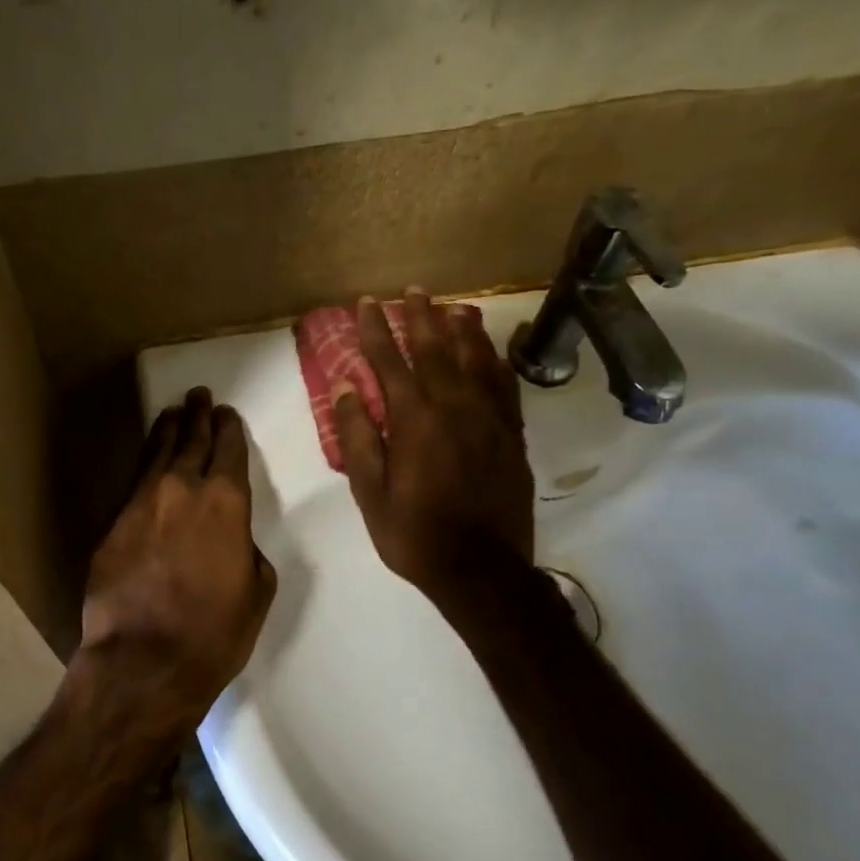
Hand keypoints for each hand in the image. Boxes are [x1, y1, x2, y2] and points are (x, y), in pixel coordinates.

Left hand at [78, 388, 277, 733]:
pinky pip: (133, 481)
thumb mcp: (256, 591)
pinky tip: (148, 459)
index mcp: (226, 501)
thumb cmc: (214, 632)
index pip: (228, 449)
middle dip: (198, 416)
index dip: (228, 428)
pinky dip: (145, 463)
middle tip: (199, 396)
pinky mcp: (113, 522)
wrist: (143, 660)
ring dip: (168, 430)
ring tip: (173, 413)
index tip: (226, 414)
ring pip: (157, 452)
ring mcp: (141, 502)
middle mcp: (182, 488)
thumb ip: (247, 550)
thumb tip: (233, 539)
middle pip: (191, 440)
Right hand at [334, 291, 534, 602]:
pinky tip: (490, 351)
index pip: (390, 362)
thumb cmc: (415, 535)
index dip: (375, 330)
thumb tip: (347, 387)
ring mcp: (489, 419)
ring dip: (461, 330)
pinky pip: (504, 386)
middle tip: (414, 290)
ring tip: (453, 307)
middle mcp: (455, 408)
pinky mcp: (512, 435)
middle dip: (421, 317)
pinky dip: (495, 361)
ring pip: (476, 360)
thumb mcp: (370, 493)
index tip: (366, 304)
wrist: (482, 570)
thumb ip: (358, 436)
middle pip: (436, 350)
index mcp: (415, 421)